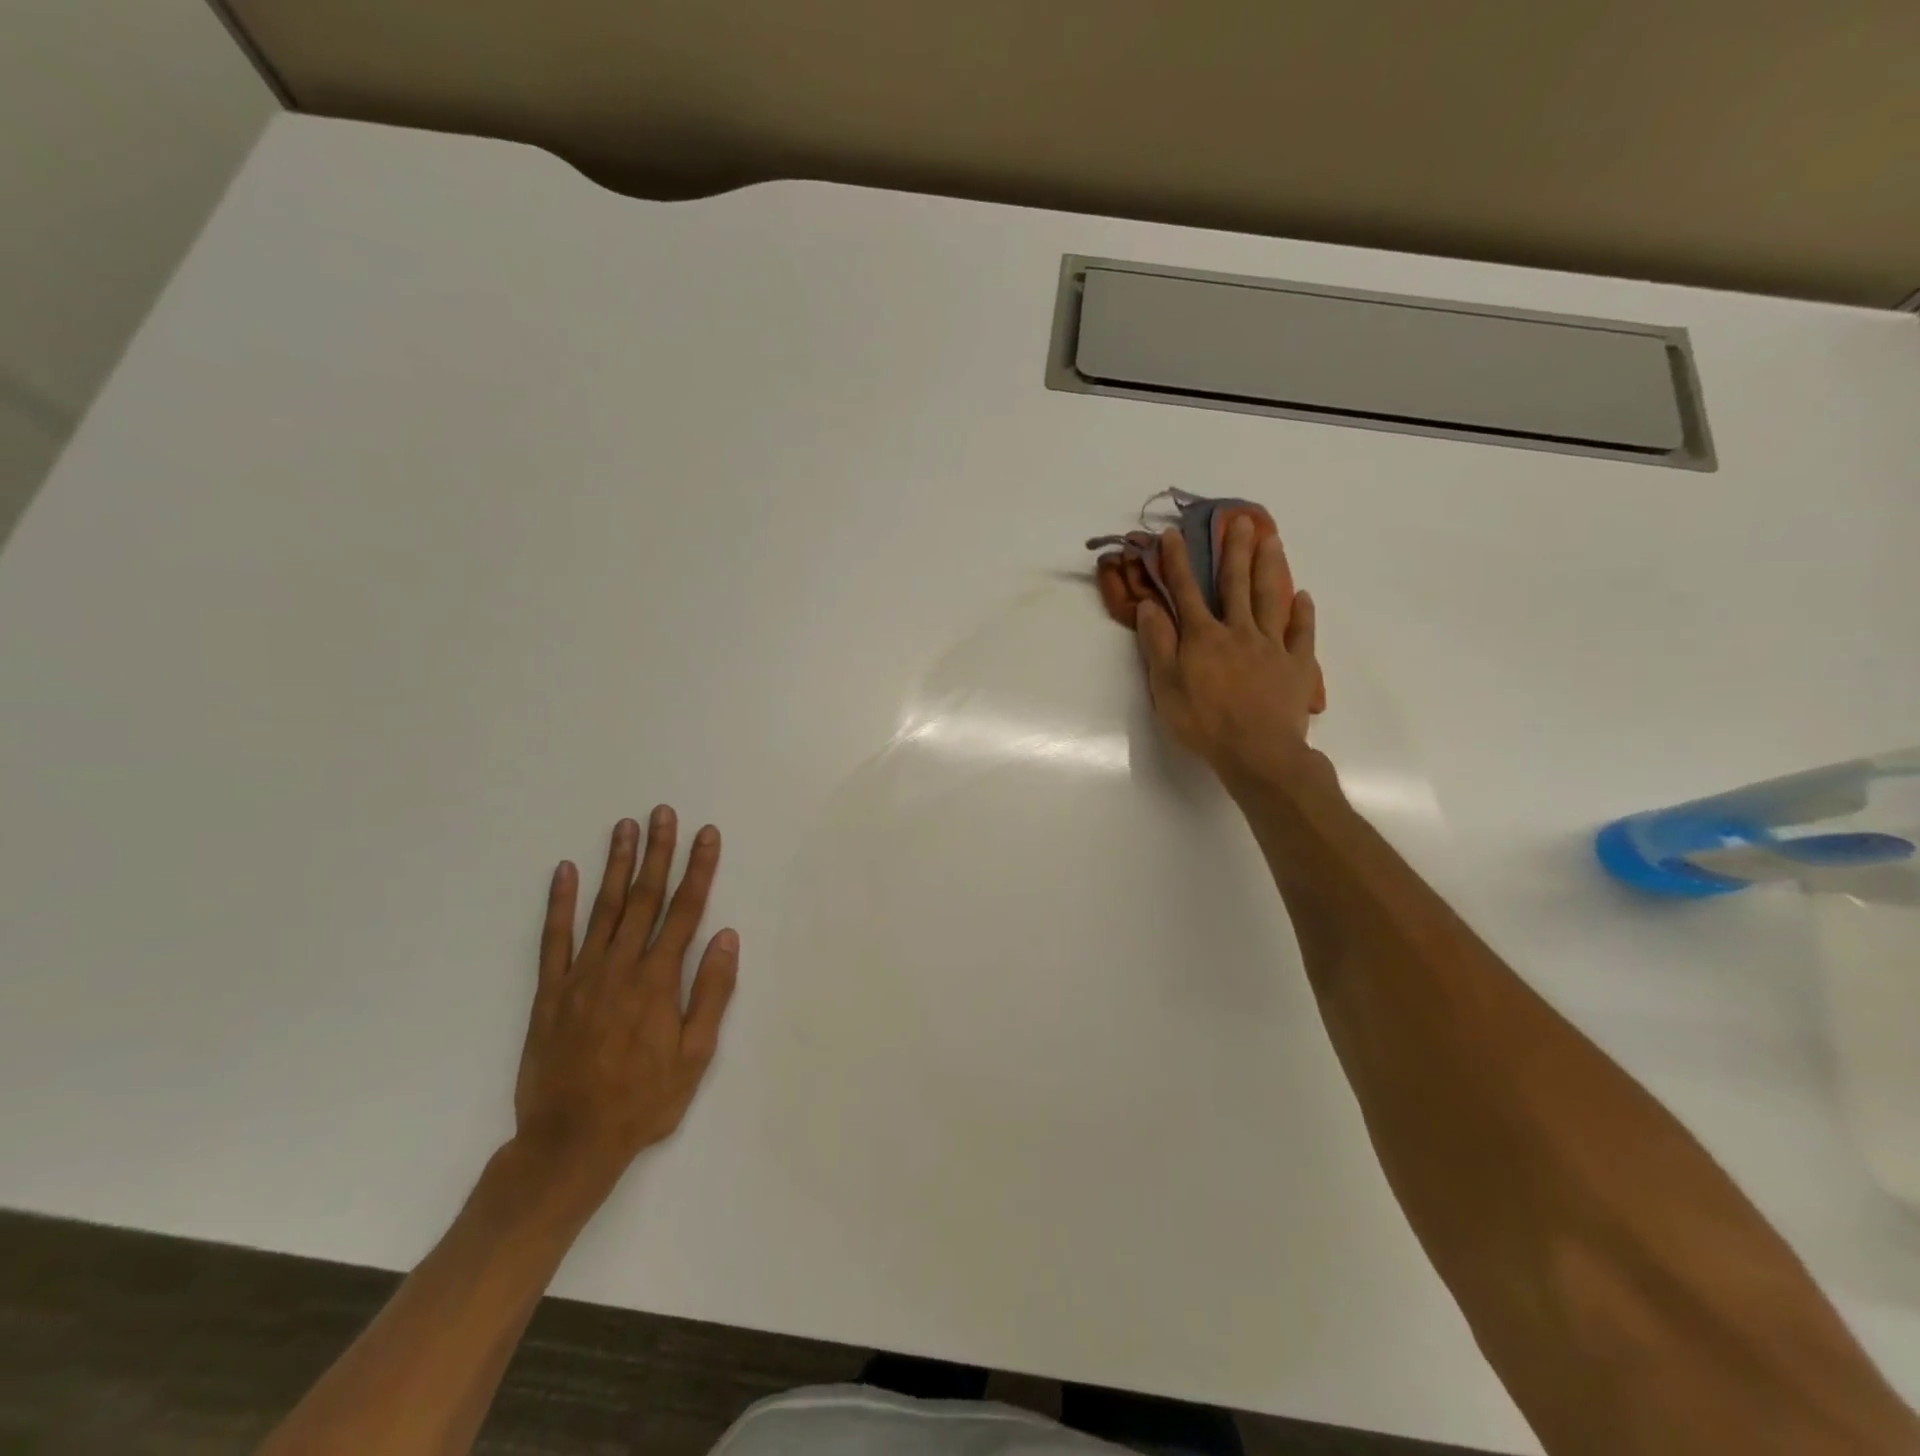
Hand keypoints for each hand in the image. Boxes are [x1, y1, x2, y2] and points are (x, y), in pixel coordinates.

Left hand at [513, 808, 738, 1204]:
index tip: (707, 835)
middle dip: (657, 852)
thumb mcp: (695, 1056)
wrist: (570, 1143)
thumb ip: (711, 992)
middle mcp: (621, 967)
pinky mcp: (550, 992)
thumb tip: (726, 937)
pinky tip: (564, 871)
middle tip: (662, 813)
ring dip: (616, 864)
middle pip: (644, 898)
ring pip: (602, 908)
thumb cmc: (643, 1100)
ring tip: (624, 827)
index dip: (699, 869)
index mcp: (659, 981)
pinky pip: (553, 939)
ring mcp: (581, 976)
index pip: (685, 911)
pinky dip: (559, 903)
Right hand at [1137, 517, 1321, 787]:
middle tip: (1238, 518)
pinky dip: (1302, 613)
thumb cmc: (1204, 723)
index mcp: (1203, 637)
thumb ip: (1159, 644)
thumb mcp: (1166, 686)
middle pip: (1235, 584)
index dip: (1177, 562)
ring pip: (1269, 598)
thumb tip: (1150, 606)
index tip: (1171, 534)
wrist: (1258, 752)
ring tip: (1271, 538)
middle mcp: (1238, 631)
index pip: (1186, 592)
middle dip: (1234, 550)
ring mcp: (1272, 646)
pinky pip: (1301, 633)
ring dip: (1269, 567)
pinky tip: (1302, 596)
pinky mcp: (1297, 665)